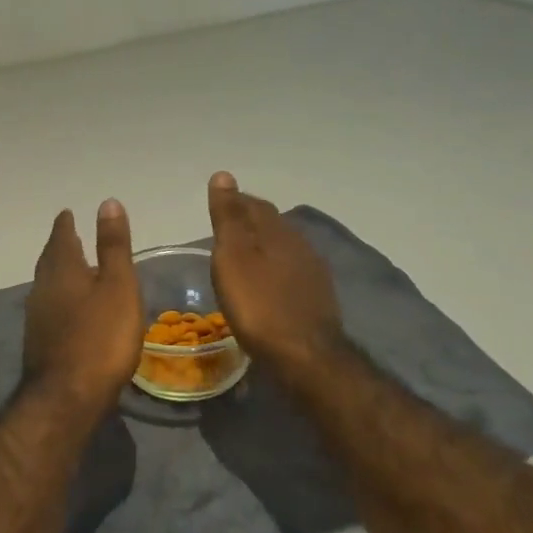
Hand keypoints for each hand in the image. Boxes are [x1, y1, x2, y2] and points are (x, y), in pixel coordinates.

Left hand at [22, 201, 144, 421]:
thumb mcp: (118, 285)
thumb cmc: (101, 337)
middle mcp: (43, 287)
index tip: (67, 213)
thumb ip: (113, 246)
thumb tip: (107, 202)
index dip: (66, 224)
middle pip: (50, 259)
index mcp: (62, 269)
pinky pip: (48, 307)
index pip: (61, 237)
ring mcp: (37, 317)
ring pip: (46, 284)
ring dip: (58, 273)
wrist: (67, 398)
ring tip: (72, 269)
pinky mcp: (39, 342)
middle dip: (59, 246)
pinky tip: (68, 309)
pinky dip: (58, 298)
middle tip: (68, 236)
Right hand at [207, 171, 347, 377]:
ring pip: (282, 248)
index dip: (234, 202)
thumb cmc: (259, 304)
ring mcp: (312, 273)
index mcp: (277, 230)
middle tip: (224, 232)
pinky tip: (266, 284)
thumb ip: (229, 217)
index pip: (253, 204)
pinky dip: (274, 270)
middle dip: (248, 222)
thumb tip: (224, 175)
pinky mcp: (317, 299)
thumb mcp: (233, 256)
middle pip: (270, 224)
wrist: (306, 357)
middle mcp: (299, 244)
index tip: (215, 207)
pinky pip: (291, 272)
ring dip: (263, 247)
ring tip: (242, 257)